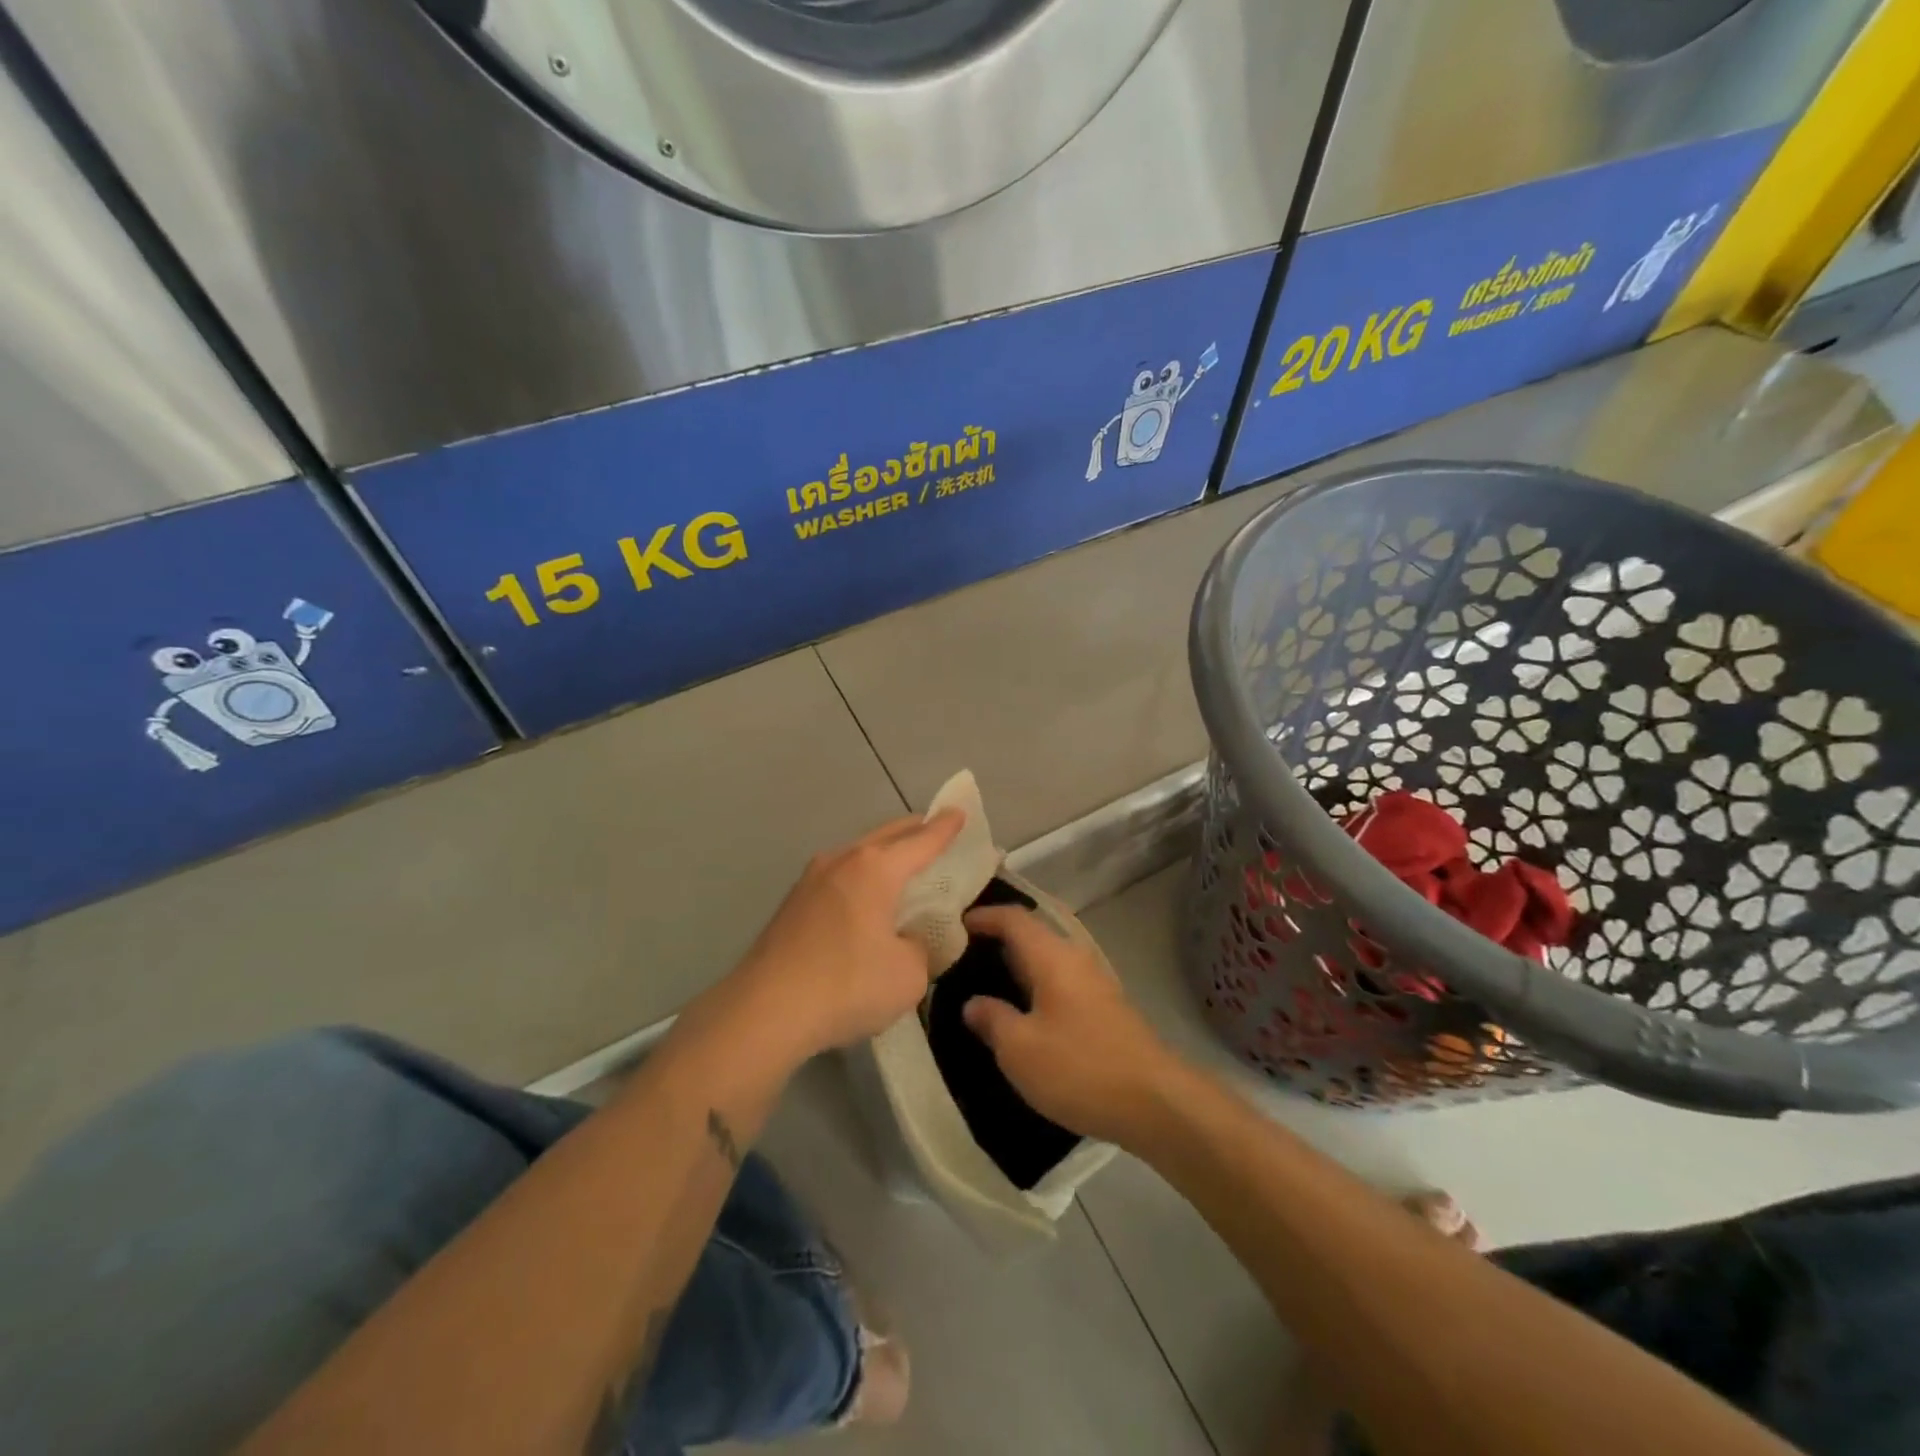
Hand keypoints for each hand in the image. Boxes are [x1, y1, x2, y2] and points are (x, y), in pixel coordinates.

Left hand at [731, 811, 964, 1060]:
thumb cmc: (847, 985)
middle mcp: (843, 861)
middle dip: (914, 830)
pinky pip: (839, 876)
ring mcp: (811, 879)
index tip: (959, 812)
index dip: (945, 828)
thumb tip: (905, 941)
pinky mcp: (792, 903)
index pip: (922, 841)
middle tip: (934, 829)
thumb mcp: (908, 975)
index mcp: (876, 869)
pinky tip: (864, 898)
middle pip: (887, 836)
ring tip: (901, 863)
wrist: (765, 1011)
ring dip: (883, 853)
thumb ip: (919, 948)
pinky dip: (861, 876)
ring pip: (858, 853)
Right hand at [960, 906, 1183, 1145]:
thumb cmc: (1080, 1067)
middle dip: (997, 940)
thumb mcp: (1020, 1049)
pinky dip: (1035, 986)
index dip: (983, 916)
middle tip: (961, 954)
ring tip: (986, 982)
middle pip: (1032, 935)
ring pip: (1047, 960)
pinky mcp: (1105, 1009)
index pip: (1013, 918)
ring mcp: (1095, 983)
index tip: (953, 924)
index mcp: (1052, 956)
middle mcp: (1075, 958)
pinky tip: (1023, 1013)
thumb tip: (973, 1003)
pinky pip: (1060, 982)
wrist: (1156, 1102)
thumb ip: (992, 1019)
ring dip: (1017, 965)